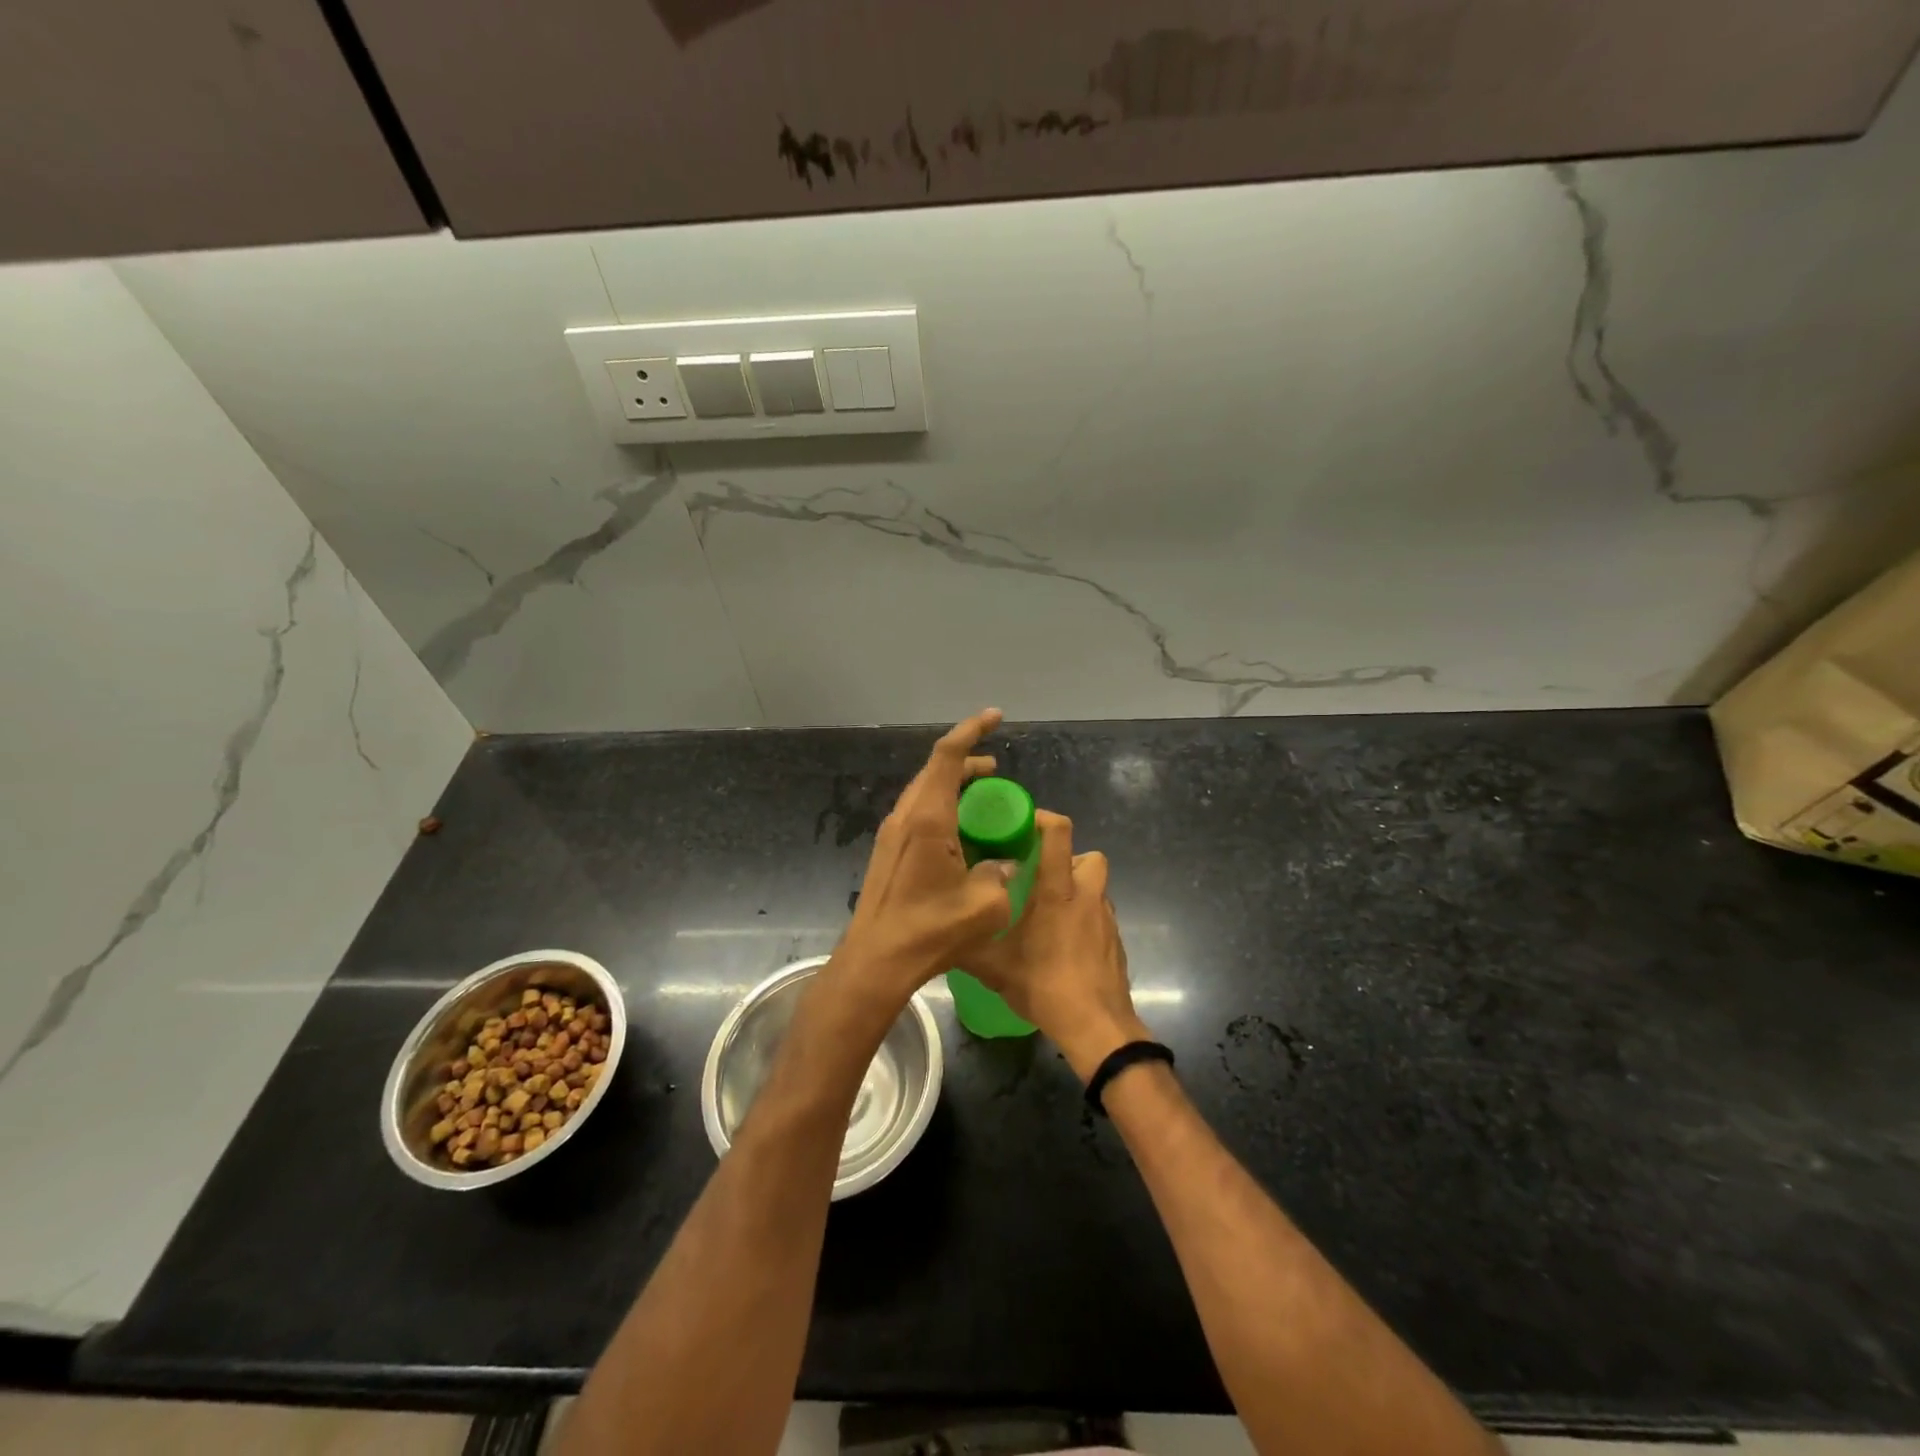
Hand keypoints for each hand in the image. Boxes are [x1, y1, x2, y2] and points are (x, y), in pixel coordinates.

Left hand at [830, 709, 1018, 1008]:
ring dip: (954, 786)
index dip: (972, 730)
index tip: (995, 717)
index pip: (948, 756)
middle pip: (936, 770)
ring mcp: (892, 834)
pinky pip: (918, 813)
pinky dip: (942, 808)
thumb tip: (1005, 864)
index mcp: (928, 818)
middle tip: (997, 772)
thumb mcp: (984, 905)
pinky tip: (961, 834)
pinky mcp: (888, 851)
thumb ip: (1001, 875)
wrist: (876, 960)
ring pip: (925, 791)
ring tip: (984, 801)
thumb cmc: (930, 930)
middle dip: (968, 762)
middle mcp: (906, 817)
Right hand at [959, 811, 1146, 1080]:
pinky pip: (1099, 914)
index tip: (1022, 825)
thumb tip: (942, 931)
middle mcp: (1087, 896)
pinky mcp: (1115, 941)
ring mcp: (1106, 919)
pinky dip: (1083, 918)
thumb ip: (968, 943)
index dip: (1044, 819)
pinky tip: (1063, 944)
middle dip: (1067, 858)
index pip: (1060, 833)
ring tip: (1048, 912)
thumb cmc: (1046, 987)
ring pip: (1095, 886)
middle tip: (1039, 876)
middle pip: (1089, 856)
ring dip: (1075, 889)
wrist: (1097, 1027)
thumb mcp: (994, 967)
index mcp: (1058, 891)